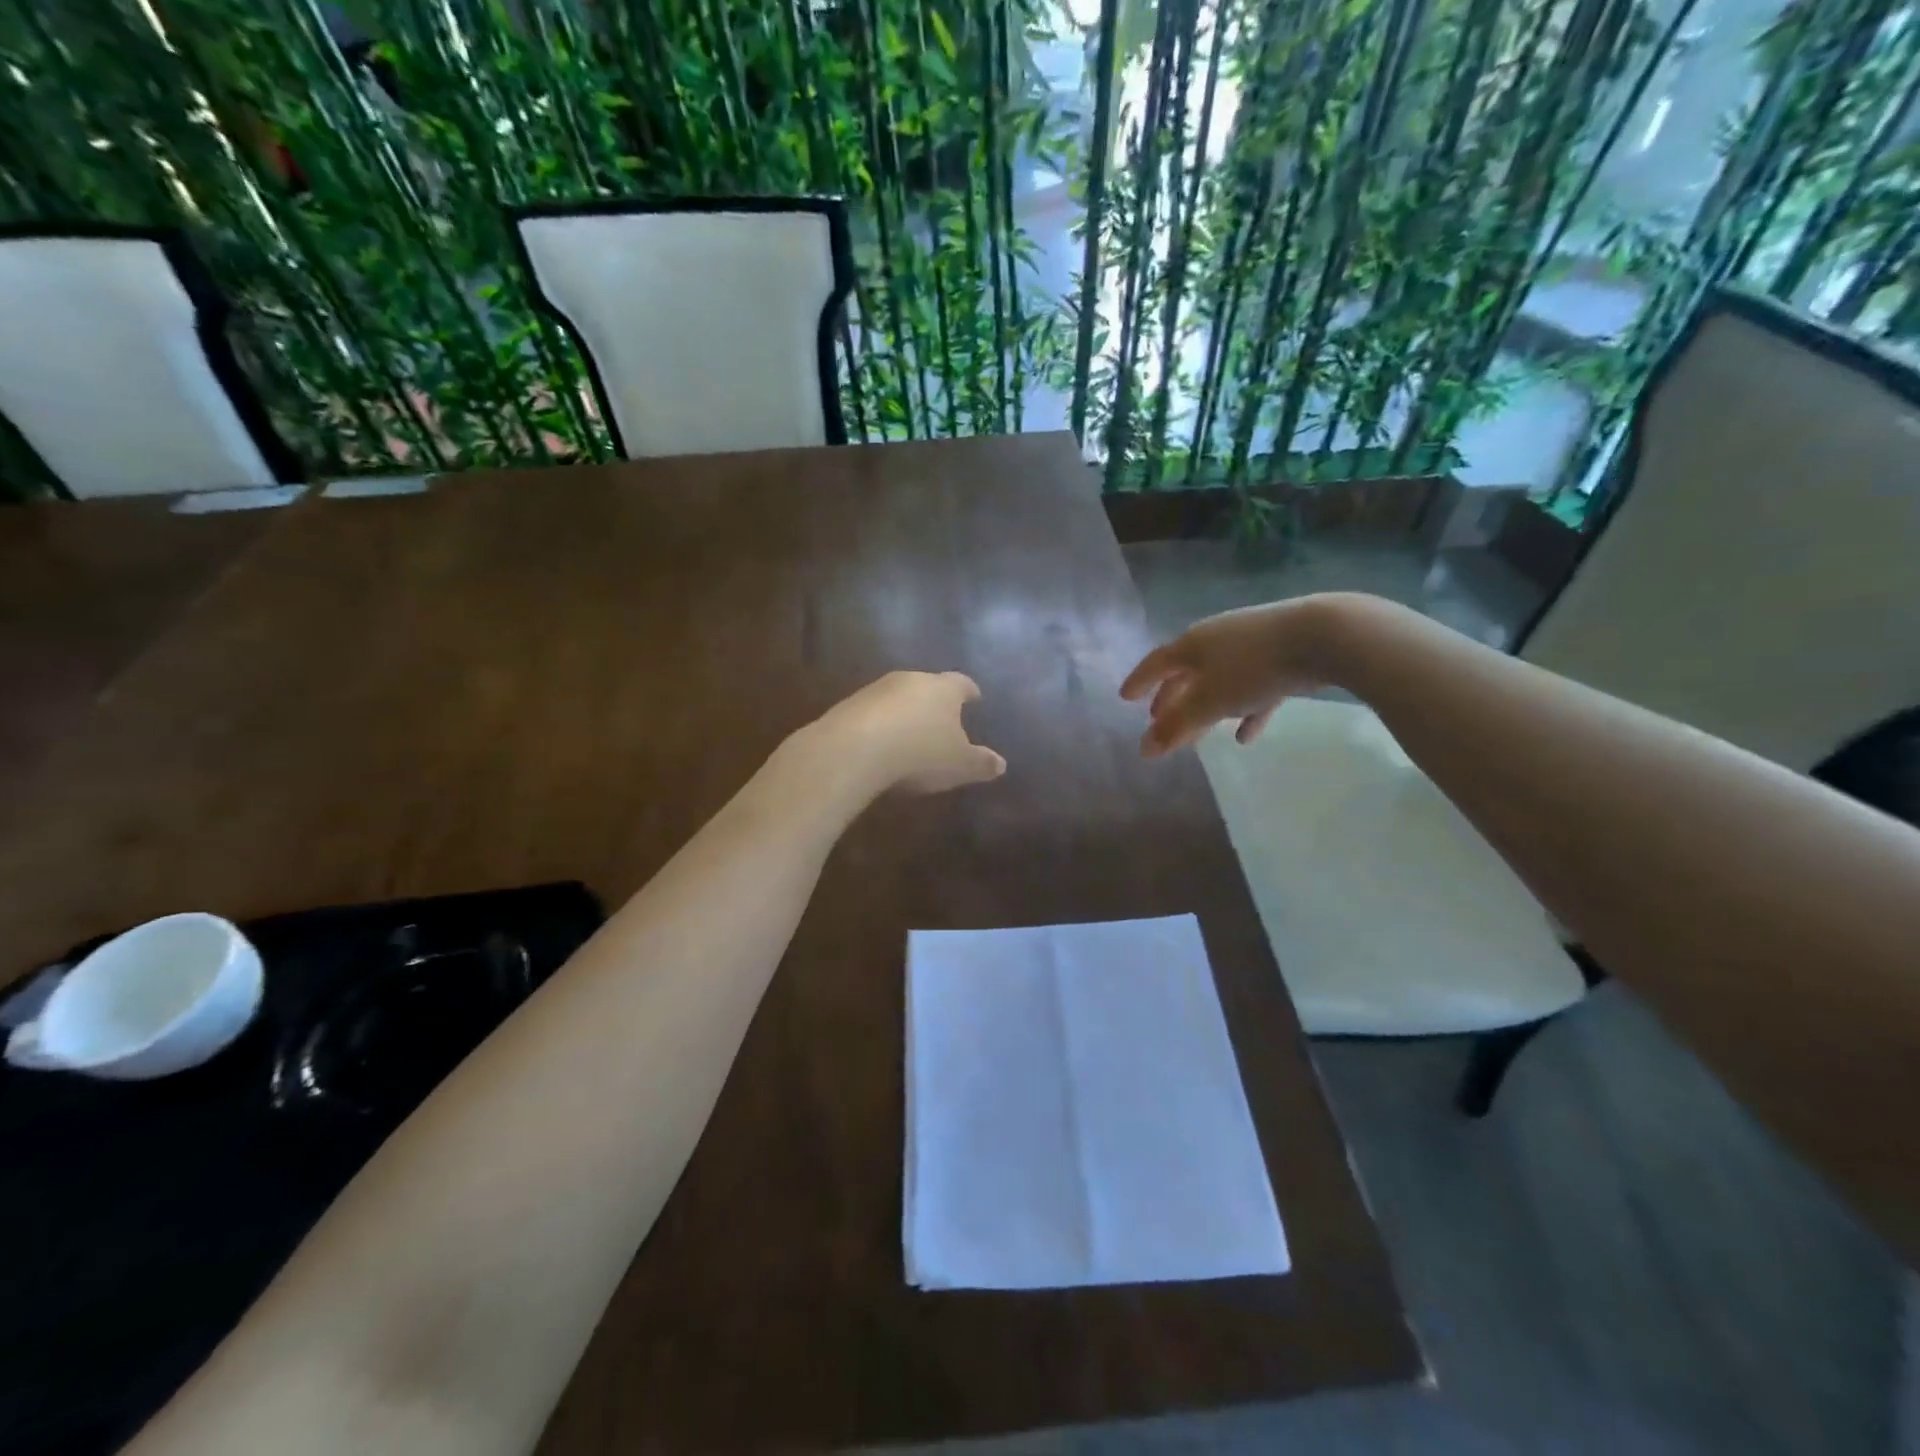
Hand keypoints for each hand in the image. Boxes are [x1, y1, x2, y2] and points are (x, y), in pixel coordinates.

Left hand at [810, 671, 1006, 794]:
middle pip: (928, 686)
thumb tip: (1001, 764)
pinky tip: (879, 745)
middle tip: (942, 718)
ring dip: (904, 712)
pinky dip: (879, 725)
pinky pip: (871, 713)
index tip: (974, 697)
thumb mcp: (959, 765)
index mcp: (944, 689)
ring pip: (897, 697)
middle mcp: (911, 680)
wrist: (854, 749)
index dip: (969, 691)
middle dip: (935, 701)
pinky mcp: (848, 705)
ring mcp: (876, 690)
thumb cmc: (920, 752)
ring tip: (909, 734)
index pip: (962, 683)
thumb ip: (981, 763)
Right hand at [1120, 596, 1341, 757]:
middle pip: (1187, 671)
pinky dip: (1245, 710)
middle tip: (1159, 718)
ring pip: (1220, 680)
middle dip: (1172, 697)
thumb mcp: (1209, 702)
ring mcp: (1252, 644)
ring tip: (1198, 731)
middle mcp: (1218, 639)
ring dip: (1206, 705)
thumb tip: (1143, 750)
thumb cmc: (1254, 668)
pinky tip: (1245, 735)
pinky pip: (1254, 687)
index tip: (1125, 698)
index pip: (1156, 663)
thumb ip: (1176, 727)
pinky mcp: (1284, 655)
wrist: (1325, 637)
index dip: (1140, 681)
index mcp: (1193, 644)